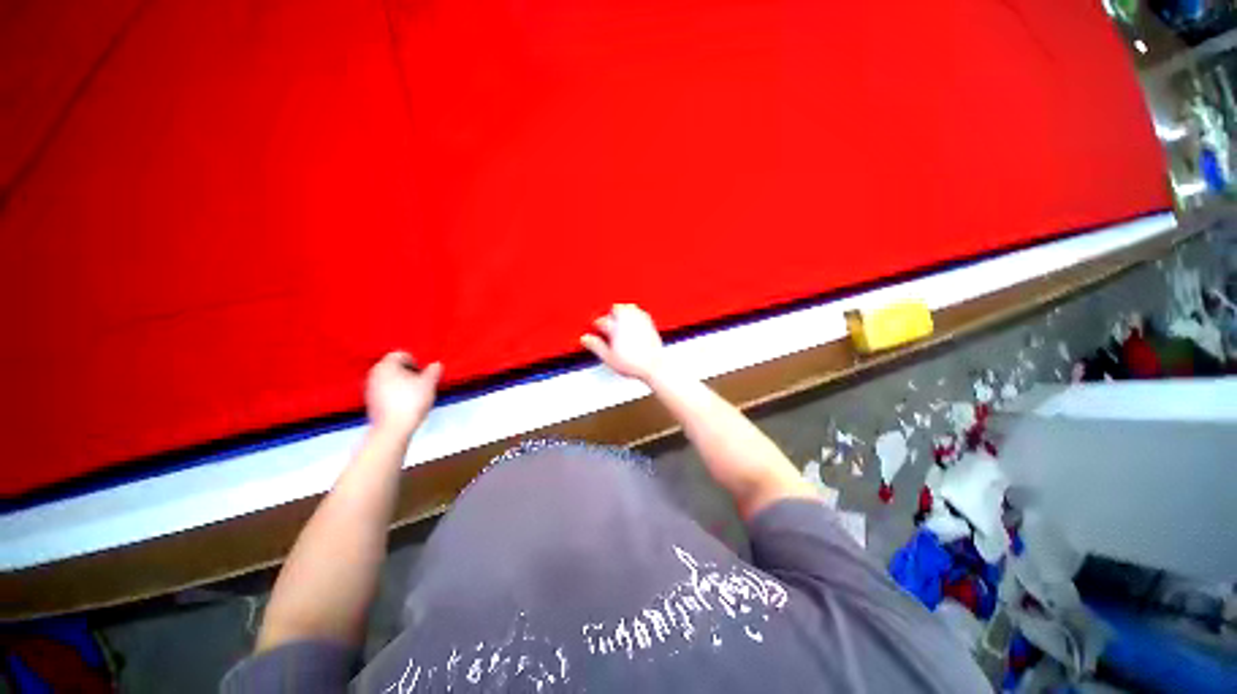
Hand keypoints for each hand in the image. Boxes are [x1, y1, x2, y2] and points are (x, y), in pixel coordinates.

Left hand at [365, 351, 441, 436]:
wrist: (393, 428)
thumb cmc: (411, 401)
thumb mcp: (429, 383)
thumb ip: (433, 371)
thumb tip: (436, 364)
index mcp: (386, 365)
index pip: (400, 354)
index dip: (415, 361)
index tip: (423, 373)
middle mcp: (374, 373)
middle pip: (393, 366)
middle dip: (407, 372)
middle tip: (420, 382)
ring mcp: (370, 388)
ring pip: (389, 379)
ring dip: (401, 382)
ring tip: (414, 393)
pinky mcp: (370, 402)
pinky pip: (384, 391)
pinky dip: (394, 393)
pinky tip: (404, 403)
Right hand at [580, 304, 663, 381]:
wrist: (653, 366)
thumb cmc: (633, 363)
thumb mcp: (608, 357)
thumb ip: (596, 346)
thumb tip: (585, 338)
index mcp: (616, 328)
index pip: (602, 321)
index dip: (597, 325)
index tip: (596, 328)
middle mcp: (628, 321)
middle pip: (616, 309)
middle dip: (610, 314)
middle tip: (607, 322)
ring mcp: (640, 321)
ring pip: (629, 307)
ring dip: (623, 311)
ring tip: (619, 319)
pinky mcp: (650, 324)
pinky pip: (641, 312)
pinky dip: (635, 314)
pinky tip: (634, 320)